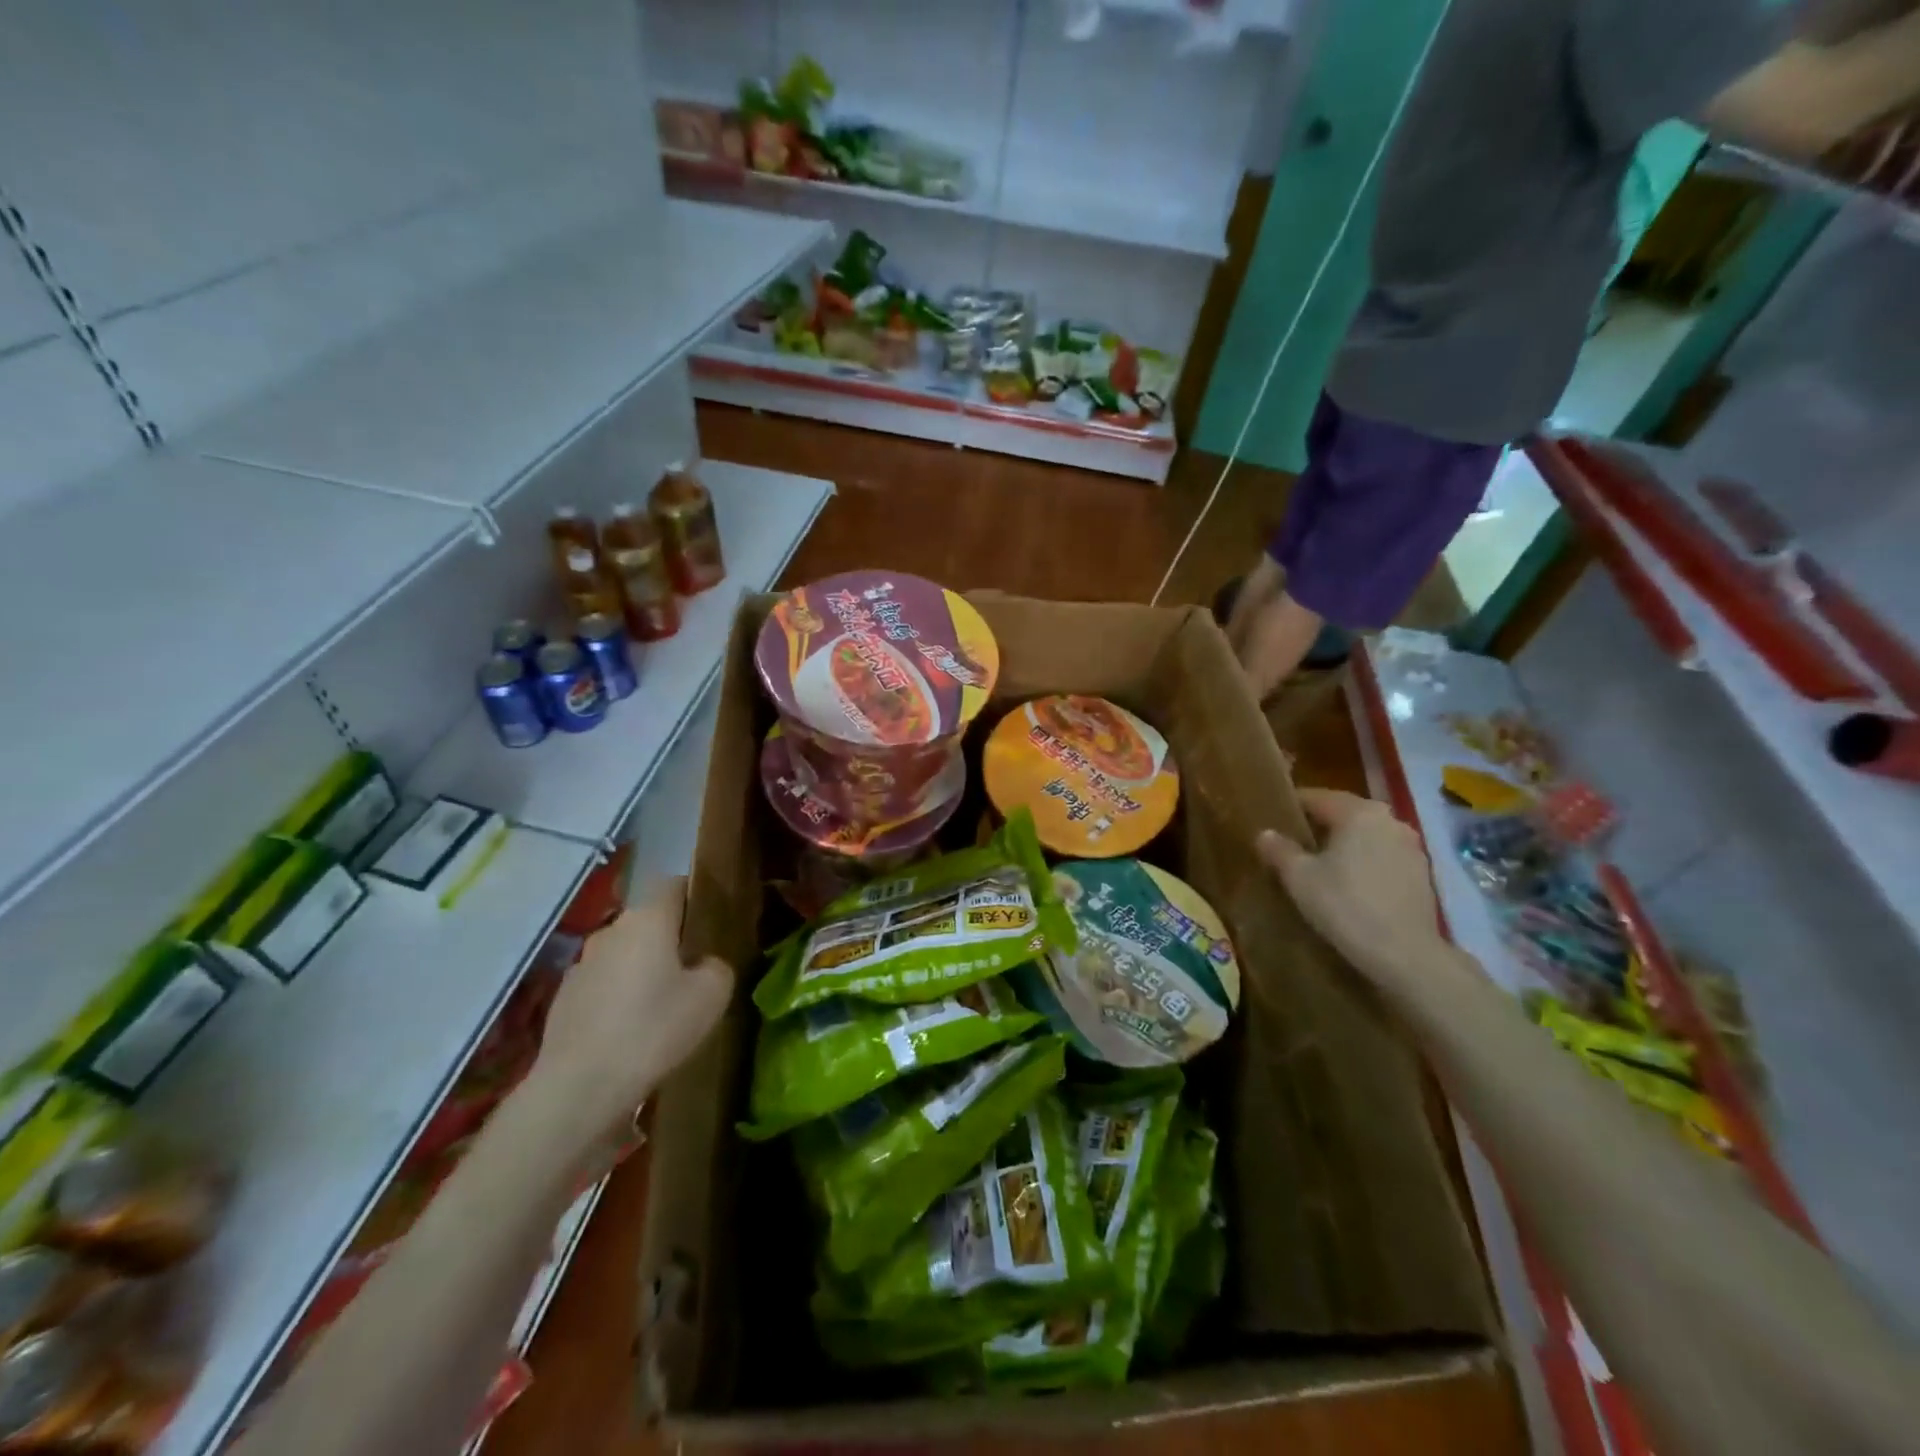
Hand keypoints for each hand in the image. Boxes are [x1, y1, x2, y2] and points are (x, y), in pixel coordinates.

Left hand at [524, 877, 732, 1148]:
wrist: (579, 1088)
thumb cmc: (654, 1030)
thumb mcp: (712, 996)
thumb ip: (717, 967)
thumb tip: (704, 964)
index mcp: (648, 919)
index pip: (672, 884)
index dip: (692, 896)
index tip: (709, 920)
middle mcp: (611, 931)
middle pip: (647, 921)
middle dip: (668, 938)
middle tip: (692, 969)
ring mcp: (581, 965)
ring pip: (623, 954)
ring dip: (641, 969)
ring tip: (660, 1005)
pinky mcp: (562, 999)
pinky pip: (602, 985)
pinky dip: (617, 998)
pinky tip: (629, 1031)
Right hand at [1257, 789, 1446, 991]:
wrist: (1405, 954)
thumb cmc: (1345, 906)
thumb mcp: (1299, 878)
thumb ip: (1279, 850)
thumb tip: (1265, 833)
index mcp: (1358, 812)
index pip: (1316, 797)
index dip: (1291, 807)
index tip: (1272, 819)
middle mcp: (1388, 819)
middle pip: (1344, 813)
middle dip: (1319, 825)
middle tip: (1293, 843)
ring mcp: (1410, 846)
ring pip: (1366, 835)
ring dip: (1344, 844)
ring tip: (1321, 865)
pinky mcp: (1422, 873)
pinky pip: (1383, 856)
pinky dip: (1364, 862)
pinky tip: (1350, 885)